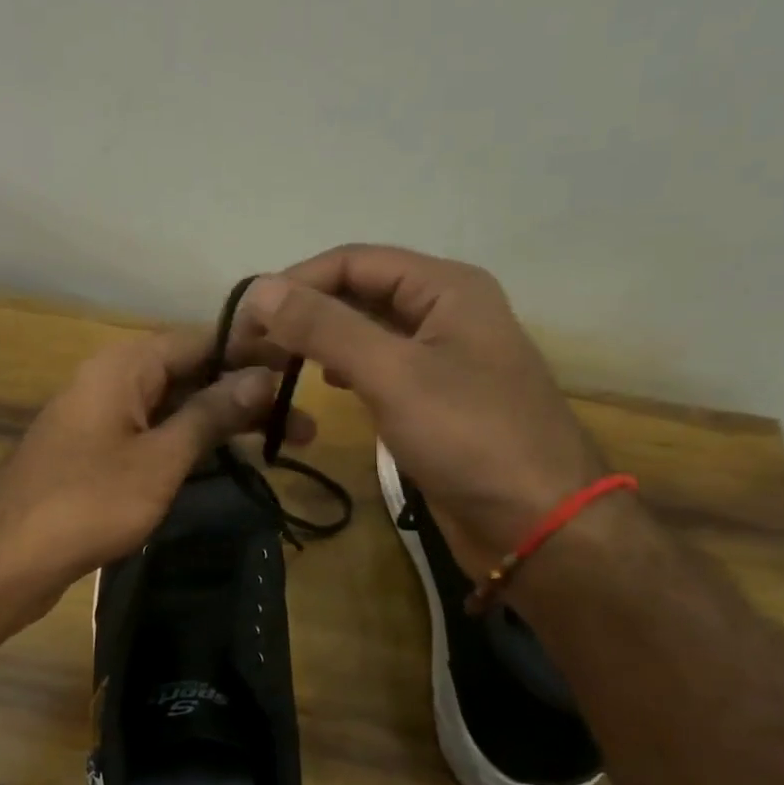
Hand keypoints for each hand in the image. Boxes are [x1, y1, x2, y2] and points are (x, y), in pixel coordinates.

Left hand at [0, 328, 310, 622]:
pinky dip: (192, 445)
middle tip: (304, 424)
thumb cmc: (88, 502)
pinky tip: (228, 461)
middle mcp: (113, 380)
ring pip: (175, 408)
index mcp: (125, 365)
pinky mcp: (98, 455)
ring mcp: (103, 419)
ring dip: (223, 423)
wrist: (7, 559)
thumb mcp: (161, 458)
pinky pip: (155, 436)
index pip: (201, 339)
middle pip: (191, 374)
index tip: (301, 369)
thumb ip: (211, 414)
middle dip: (246, 395)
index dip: (253, 352)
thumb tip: (261, 377)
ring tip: (282, 444)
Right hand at [237, 245, 605, 568]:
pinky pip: (380, 371)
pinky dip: (345, 372)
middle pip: (360, 293)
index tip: (246, 318)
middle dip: (305, 313)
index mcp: (446, 288)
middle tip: (252, 347)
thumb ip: (325, 328)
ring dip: (321, 342)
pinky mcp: (435, 402)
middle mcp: (445, 313)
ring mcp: (442, 359)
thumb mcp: (393, 374)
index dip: (296, 282)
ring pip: (367, 333)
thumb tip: (259, 290)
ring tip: (275, 364)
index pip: (354, 261)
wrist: (537, 523)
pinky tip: (325, 388)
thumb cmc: (470, 438)